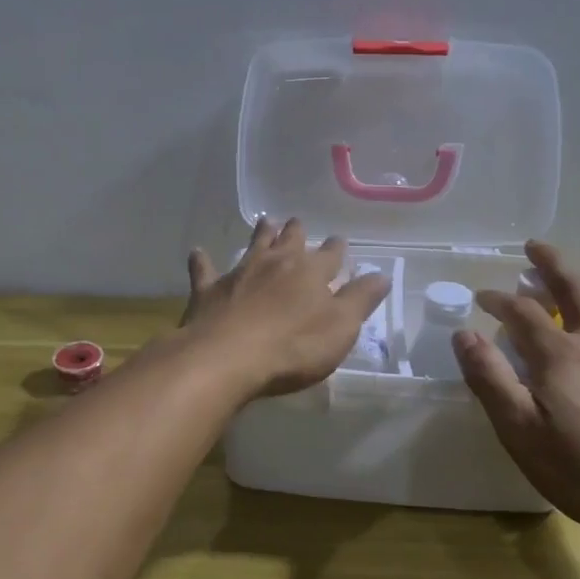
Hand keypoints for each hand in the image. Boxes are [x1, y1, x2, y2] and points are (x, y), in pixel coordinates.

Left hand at [182, 218, 390, 399]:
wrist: (228, 356)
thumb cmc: (293, 347)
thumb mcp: (340, 328)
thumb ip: (360, 300)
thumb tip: (381, 274)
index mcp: (311, 272)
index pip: (330, 255)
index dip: (337, 249)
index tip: (340, 242)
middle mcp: (276, 263)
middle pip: (290, 240)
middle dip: (297, 231)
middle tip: (297, 222)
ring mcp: (240, 272)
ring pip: (253, 245)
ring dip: (261, 234)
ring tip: (266, 221)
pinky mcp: (209, 289)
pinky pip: (204, 270)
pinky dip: (202, 261)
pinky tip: (197, 252)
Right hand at [452, 241, 579, 545]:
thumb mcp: (521, 430)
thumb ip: (490, 379)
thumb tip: (464, 334)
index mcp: (559, 354)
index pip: (522, 311)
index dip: (498, 299)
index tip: (480, 297)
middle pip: (573, 289)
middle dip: (551, 265)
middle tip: (534, 246)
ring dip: (579, 282)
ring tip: (566, 276)